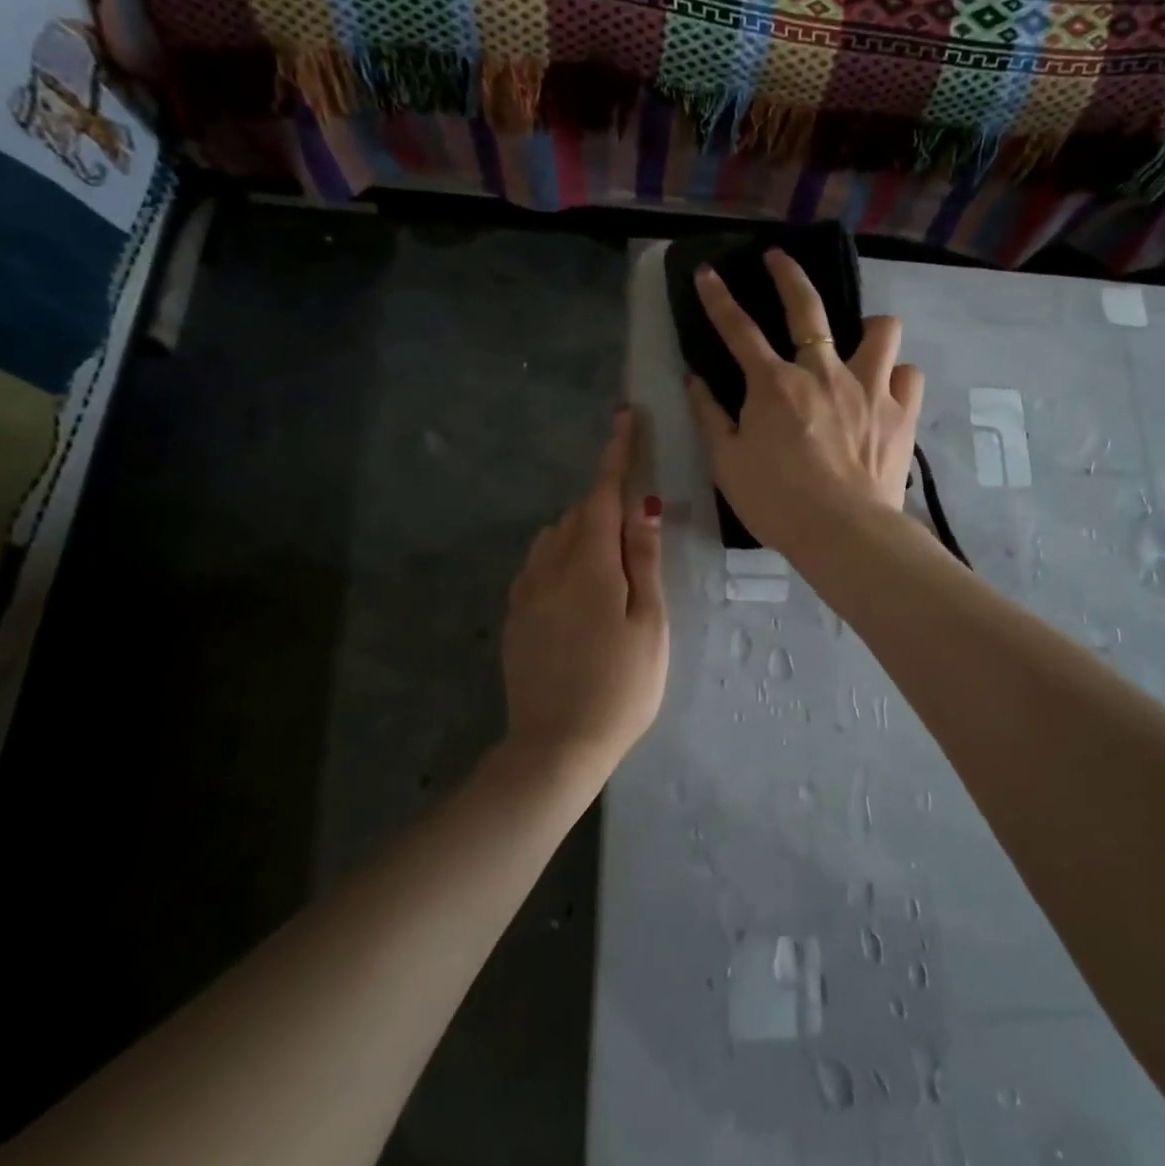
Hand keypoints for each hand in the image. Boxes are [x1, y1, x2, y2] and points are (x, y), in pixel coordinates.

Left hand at [502, 410, 668, 771]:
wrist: (556, 748)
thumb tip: (644, 506)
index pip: (603, 494)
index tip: (625, 417)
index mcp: (590, 565)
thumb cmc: (621, 687)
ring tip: (611, 561)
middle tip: (636, 521)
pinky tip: (578, 588)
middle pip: (580, 514)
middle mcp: (550, 567)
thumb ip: (644, 560)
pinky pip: (539, 565)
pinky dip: (562, 556)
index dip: (616, 453)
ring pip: (556, 537)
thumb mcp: (649, 624)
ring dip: (583, 530)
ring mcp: (526, 592)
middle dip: (606, 502)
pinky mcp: (515, 616)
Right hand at [686, 250, 923, 557]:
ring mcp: (869, 387)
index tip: (708, 272)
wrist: (843, 532)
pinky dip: (897, 377)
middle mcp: (823, 372)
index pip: (739, 329)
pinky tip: (886, 392)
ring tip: (861, 345)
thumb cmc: (776, 501)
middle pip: (808, 307)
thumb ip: (709, 416)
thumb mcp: (727, 463)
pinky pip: (908, 374)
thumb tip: (695, 379)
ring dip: (869, 330)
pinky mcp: (902, 412)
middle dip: (789, 274)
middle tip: (779, 259)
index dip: (718, 298)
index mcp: (775, 384)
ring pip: (881, 329)